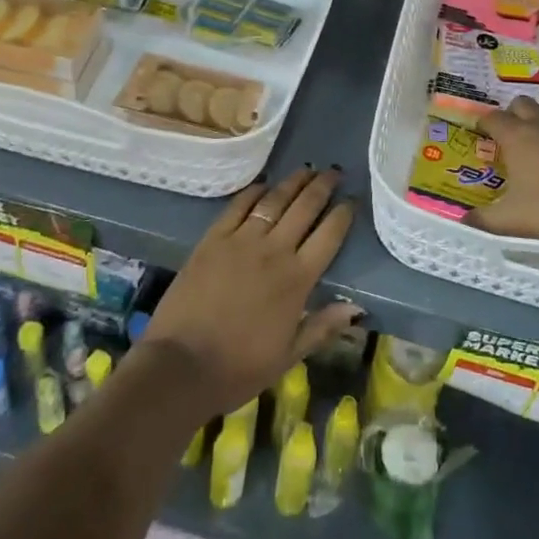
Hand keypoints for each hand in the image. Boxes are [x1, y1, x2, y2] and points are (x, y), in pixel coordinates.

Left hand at [147, 166, 360, 420]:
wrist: (180, 367)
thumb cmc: (239, 368)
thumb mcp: (289, 356)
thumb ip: (323, 327)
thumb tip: (357, 307)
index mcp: (298, 279)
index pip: (329, 235)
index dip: (343, 214)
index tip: (352, 201)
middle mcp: (274, 251)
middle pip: (305, 207)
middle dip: (323, 186)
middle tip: (333, 172)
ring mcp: (241, 240)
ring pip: (274, 200)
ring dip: (293, 182)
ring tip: (306, 169)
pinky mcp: (213, 239)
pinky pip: (238, 205)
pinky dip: (255, 191)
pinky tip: (264, 184)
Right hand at [469, 97, 538, 245]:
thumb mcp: (513, 220)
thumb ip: (485, 220)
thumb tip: (464, 221)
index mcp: (517, 137)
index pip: (493, 118)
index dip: (483, 123)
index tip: (480, 132)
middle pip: (521, 104)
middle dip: (511, 114)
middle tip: (508, 135)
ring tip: (536, 137)